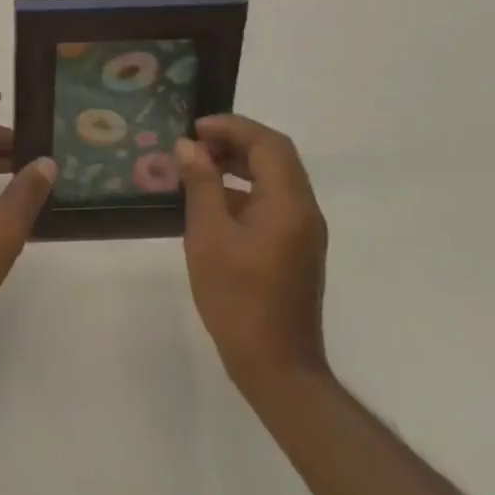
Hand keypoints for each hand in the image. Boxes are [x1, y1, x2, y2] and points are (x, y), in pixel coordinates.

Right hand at [177, 113, 329, 406]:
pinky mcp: (296, 249)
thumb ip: (201, 185)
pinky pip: (273, 201)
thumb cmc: (238, 298)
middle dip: (235, 141)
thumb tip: (190, 147)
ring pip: (274, 178)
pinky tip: (212, 203)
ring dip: (239, 164)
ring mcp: (303, 232)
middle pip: (275, 156)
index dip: (232, 127)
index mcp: (288, 203)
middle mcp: (304, 211)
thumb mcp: (209, 236)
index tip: (195, 129)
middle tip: (195, 145)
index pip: (268, 143)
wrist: (277, 367)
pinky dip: (244, 189)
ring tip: (198, 168)